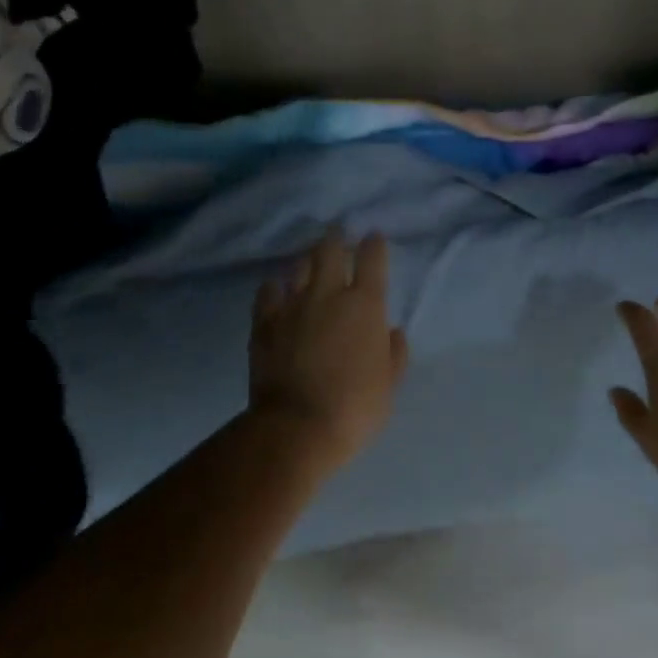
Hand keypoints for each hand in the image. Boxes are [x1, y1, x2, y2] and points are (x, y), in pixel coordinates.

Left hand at [250, 227, 408, 471]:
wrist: (297, 427)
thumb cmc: (355, 407)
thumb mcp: (388, 384)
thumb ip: (394, 354)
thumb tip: (392, 332)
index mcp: (365, 306)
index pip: (372, 260)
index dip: (373, 245)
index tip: (373, 237)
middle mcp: (328, 295)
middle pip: (330, 251)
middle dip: (336, 238)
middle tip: (337, 231)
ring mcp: (292, 306)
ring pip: (298, 267)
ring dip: (307, 259)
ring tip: (309, 258)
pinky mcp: (264, 323)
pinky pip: (267, 293)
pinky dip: (274, 287)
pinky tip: (275, 287)